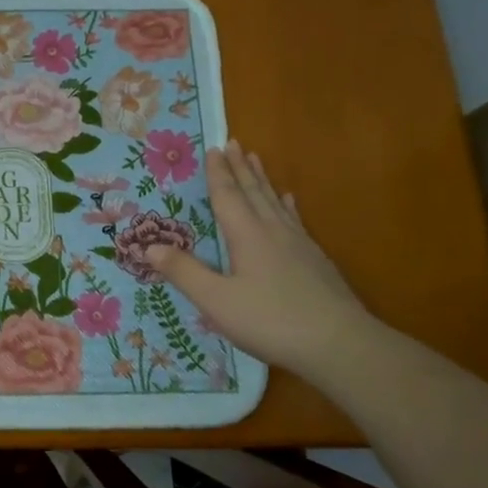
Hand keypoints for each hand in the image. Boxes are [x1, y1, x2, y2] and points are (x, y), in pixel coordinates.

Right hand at [147, 141, 370, 375]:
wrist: (338, 344)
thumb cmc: (269, 320)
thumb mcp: (216, 300)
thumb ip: (183, 272)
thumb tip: (149, 246)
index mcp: (247, 236)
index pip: (228, 197)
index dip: (218, 173)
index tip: (214, 148)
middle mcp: (273, 232)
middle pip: (254, 192)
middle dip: (241, 168)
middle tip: (234, 142)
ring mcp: (299, 245)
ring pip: (276, 203)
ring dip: (262, 180)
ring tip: (256, 160)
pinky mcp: (315, 261)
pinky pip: (295, 220)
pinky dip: (287, 206)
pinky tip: (289, 202)